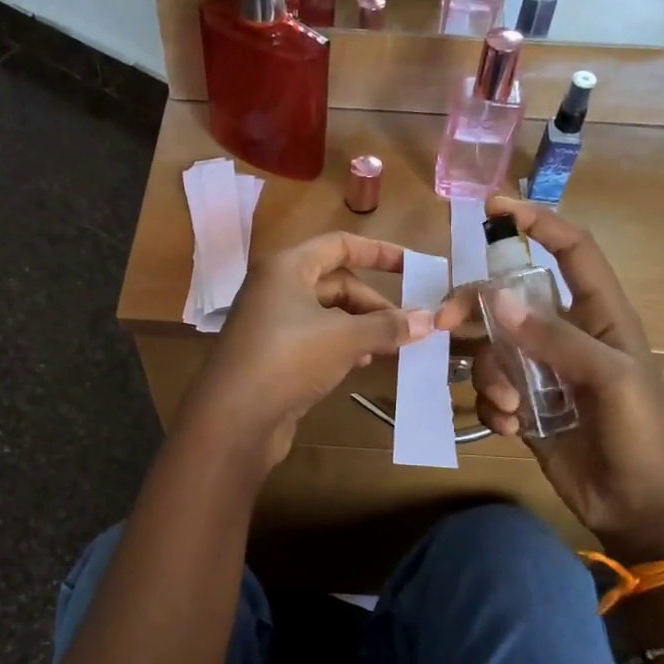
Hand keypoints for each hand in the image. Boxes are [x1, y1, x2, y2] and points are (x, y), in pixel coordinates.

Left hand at [185, 232, 433, 469]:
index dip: (380, 253)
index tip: (414, 267)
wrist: (234, 418)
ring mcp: (272, 323)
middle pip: (337, 284)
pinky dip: (342, 346)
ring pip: (328, 315)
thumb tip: (429, 320)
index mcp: (287, 267)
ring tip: (392, 348)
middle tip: (407, 327)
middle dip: (374, 304)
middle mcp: (276, 288)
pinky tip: (361, 364)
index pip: (340, 245)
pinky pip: (316, 340)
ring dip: (361, 328)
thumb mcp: (345, 338)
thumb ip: (387, 326)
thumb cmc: (288, 359)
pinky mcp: (273, 355)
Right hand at [434, 198, 663, 564]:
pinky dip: (491, 406)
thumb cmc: (644, 436)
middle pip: (508, 300)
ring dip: (490, 376)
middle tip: (446, 322)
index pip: (571, 252)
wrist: (643, 508)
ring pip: (491, 350)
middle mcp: (565, 336)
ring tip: (512, 408)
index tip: (495, 206)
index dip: (539, 223)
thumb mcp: (612, 380)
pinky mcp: (525, 408)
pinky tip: (510, 427)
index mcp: (599, 316)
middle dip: (476, 308)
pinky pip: (489, 391)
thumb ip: (556, 339)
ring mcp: (542, 373)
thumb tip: (498, 300)